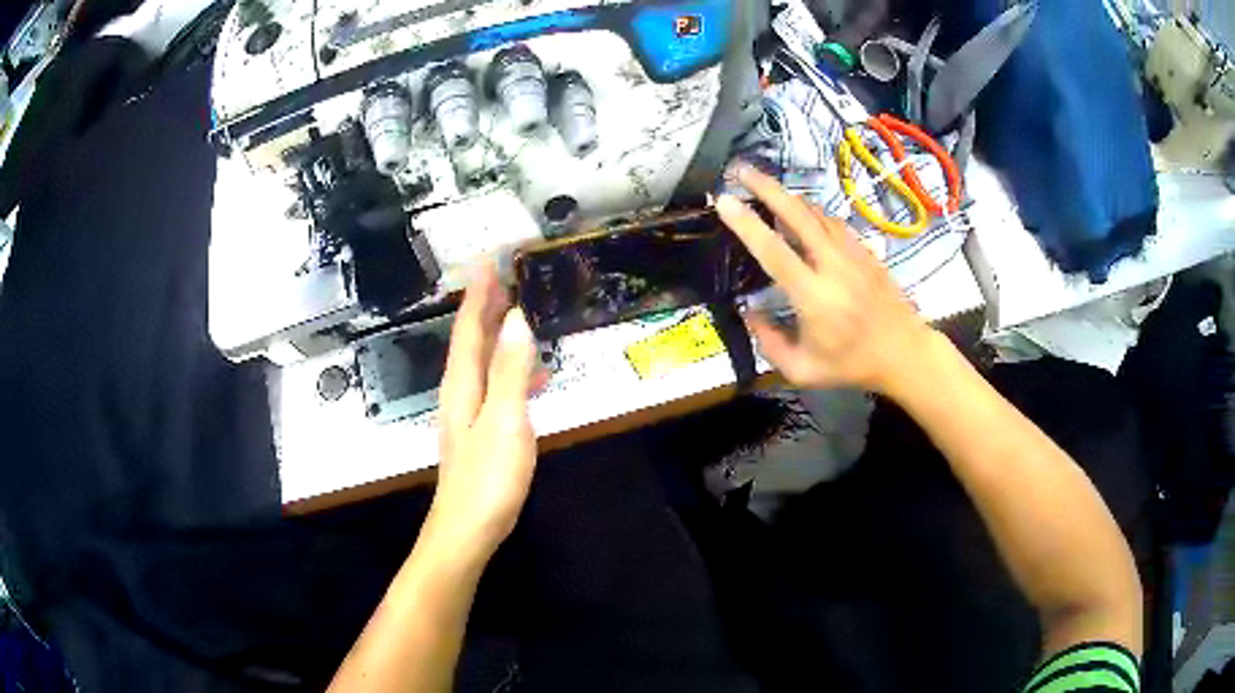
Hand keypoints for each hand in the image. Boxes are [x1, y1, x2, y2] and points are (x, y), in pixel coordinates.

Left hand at [429, 264, 537, 556]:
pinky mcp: (479, 434)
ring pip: (480, 363)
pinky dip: (507, 369)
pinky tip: (528, 376)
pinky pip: (493, 386)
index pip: (469, 329)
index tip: (488, 261)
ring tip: (516, 313)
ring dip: (495, 335)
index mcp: (462, 385)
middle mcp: (459, 393)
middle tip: (502, 277)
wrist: (466, 530)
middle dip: (483, 307)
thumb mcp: (504, 421)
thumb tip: (517, 319)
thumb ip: (510, 371)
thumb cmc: (486, 478)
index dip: (478, 295)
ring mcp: (468, 415)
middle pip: (470, 342)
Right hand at [716, 164, 936, 395]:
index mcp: (813, 297)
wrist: (904, 352)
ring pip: (818, 213)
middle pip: (798, 215)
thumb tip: (748, 312)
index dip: (746, 224)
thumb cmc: (852, 365)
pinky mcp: (866, 251)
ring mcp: (853, 254)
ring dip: (789, 196)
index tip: (724, 200)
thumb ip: (769, 343)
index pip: (773, 251)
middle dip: (767, 188)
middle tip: (740, 170)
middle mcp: (833, 266)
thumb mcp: (802, 371)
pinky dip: (813, 212)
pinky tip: (802, 211)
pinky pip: (834, 223)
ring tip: (765, 186)